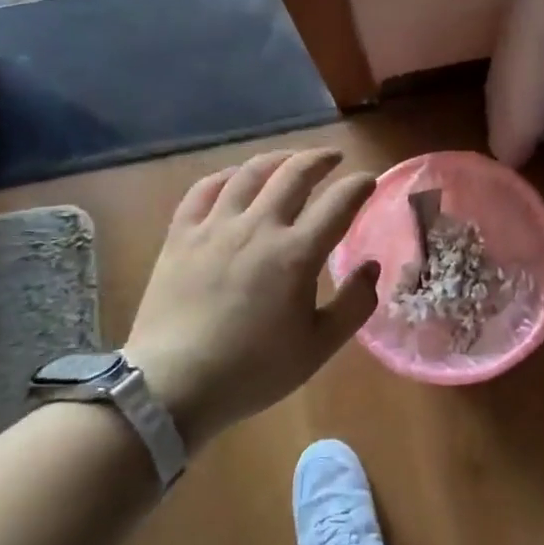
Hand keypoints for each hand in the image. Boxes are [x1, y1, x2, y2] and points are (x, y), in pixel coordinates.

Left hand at [123, 149, 379, 448]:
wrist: (172, 386)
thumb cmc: (253, 370)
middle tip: (333, 159)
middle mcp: (259, 227)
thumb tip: (371, 267)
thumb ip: (354, 305)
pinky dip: (226, 176)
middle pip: (295, 173)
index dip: (360, 185)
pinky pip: (205, 189)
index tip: (370, 181)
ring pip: (250, 173)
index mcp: (297, 253)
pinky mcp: (181, 235)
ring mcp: (215, 226)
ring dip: (278, 159)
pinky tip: (235, 178)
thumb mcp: (318, 347)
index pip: (339, 202)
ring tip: (290, 159)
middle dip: (320, 159)